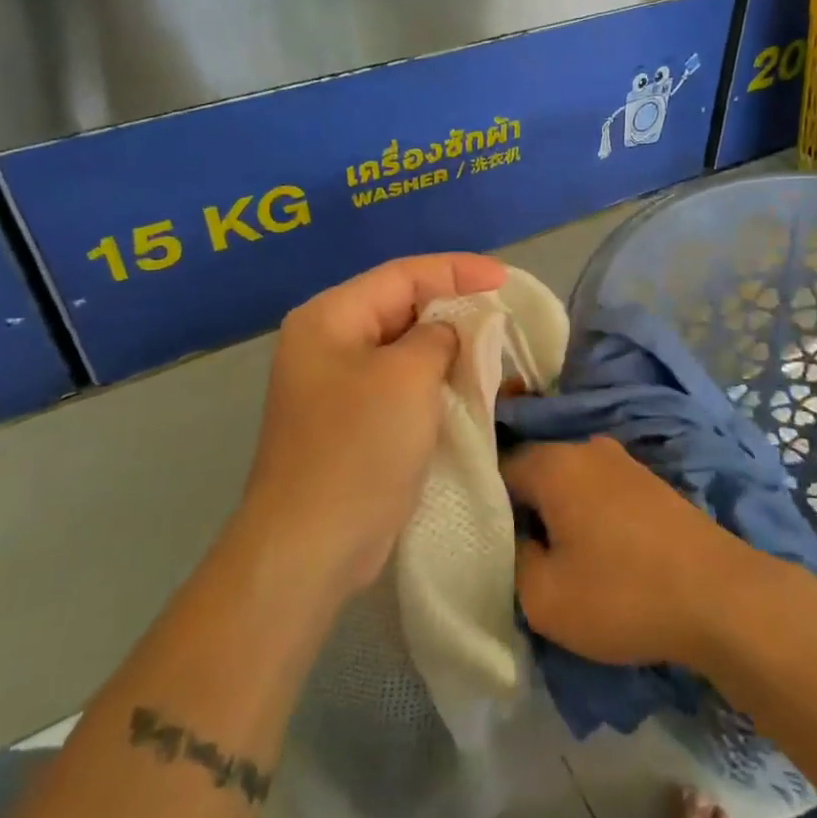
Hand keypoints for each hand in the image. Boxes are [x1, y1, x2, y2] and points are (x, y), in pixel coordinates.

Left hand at [239, 253, 506, 597]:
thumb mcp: (407, 376)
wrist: (311, 547)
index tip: (505, 279)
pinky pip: (401, 384)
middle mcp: (328, 343)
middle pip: (401, 307)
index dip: (457, 271)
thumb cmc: (359, 447)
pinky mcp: (352, 421)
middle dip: (453, 308)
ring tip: (493, 347)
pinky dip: (434, 380)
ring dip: (447, 347)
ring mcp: (337, 385)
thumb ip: (436, 337)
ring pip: (404, 348)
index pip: (403, 275)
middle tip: (503, 313)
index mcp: (330, 317)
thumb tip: (446, 335)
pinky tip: (467, 386)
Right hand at [504, 438, 766, 669]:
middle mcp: (587, 448)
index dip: (485, 506)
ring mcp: (624, 461)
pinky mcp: (651, 482)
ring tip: (557, 558)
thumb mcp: (544, 597)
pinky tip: (598, 552)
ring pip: (570, 482)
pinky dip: (589, 515)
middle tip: (517, 555)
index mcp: (555, 462)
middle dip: (523, 509)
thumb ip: (512, 560)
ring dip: (559, 513)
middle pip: (536, 471)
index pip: (499, 468)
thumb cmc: (623, 594)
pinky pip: (600, 491)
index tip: (485, 542)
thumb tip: (515, 539)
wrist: (721, 598)